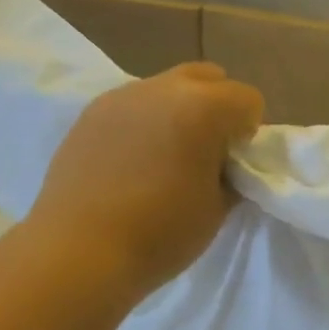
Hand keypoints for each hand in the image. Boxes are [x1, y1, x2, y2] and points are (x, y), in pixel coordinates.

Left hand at [29, 64, 264, 299]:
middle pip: (208, 78)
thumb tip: (223, 162)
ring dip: (178, 111)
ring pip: (166, 87)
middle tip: (205, 152)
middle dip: (217, 107)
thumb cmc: (159, 234)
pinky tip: (131, 162)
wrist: (79, 251)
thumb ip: (229, 173)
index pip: (247, 99)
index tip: (233, 164)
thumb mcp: (216, 209)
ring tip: (164, 156)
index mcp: (202, 108)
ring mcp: (121, 96)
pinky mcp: (90, 112)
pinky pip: (132, 104)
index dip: (249, 132)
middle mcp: (162, 88)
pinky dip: (144, 122)